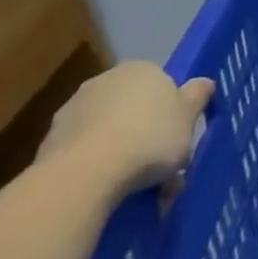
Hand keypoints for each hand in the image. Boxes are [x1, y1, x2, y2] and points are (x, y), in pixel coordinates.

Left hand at [37, 62, 212, 192]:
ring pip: (110, 129)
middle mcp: (107, 80)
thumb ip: (197, 96)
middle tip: (161, 167)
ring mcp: (76, 107)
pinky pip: (87, 149)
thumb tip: (205, 82)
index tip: (178, 139)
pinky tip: (109, 188)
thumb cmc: (150, 138)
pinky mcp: (52, 137)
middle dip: (147, 133)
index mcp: (143, 69)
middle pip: (135, 107)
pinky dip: (98, 163)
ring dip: (123, 151)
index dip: (172, 113)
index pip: (162, 85)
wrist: (88, 171)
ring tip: (138, 187)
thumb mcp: (189, 118)